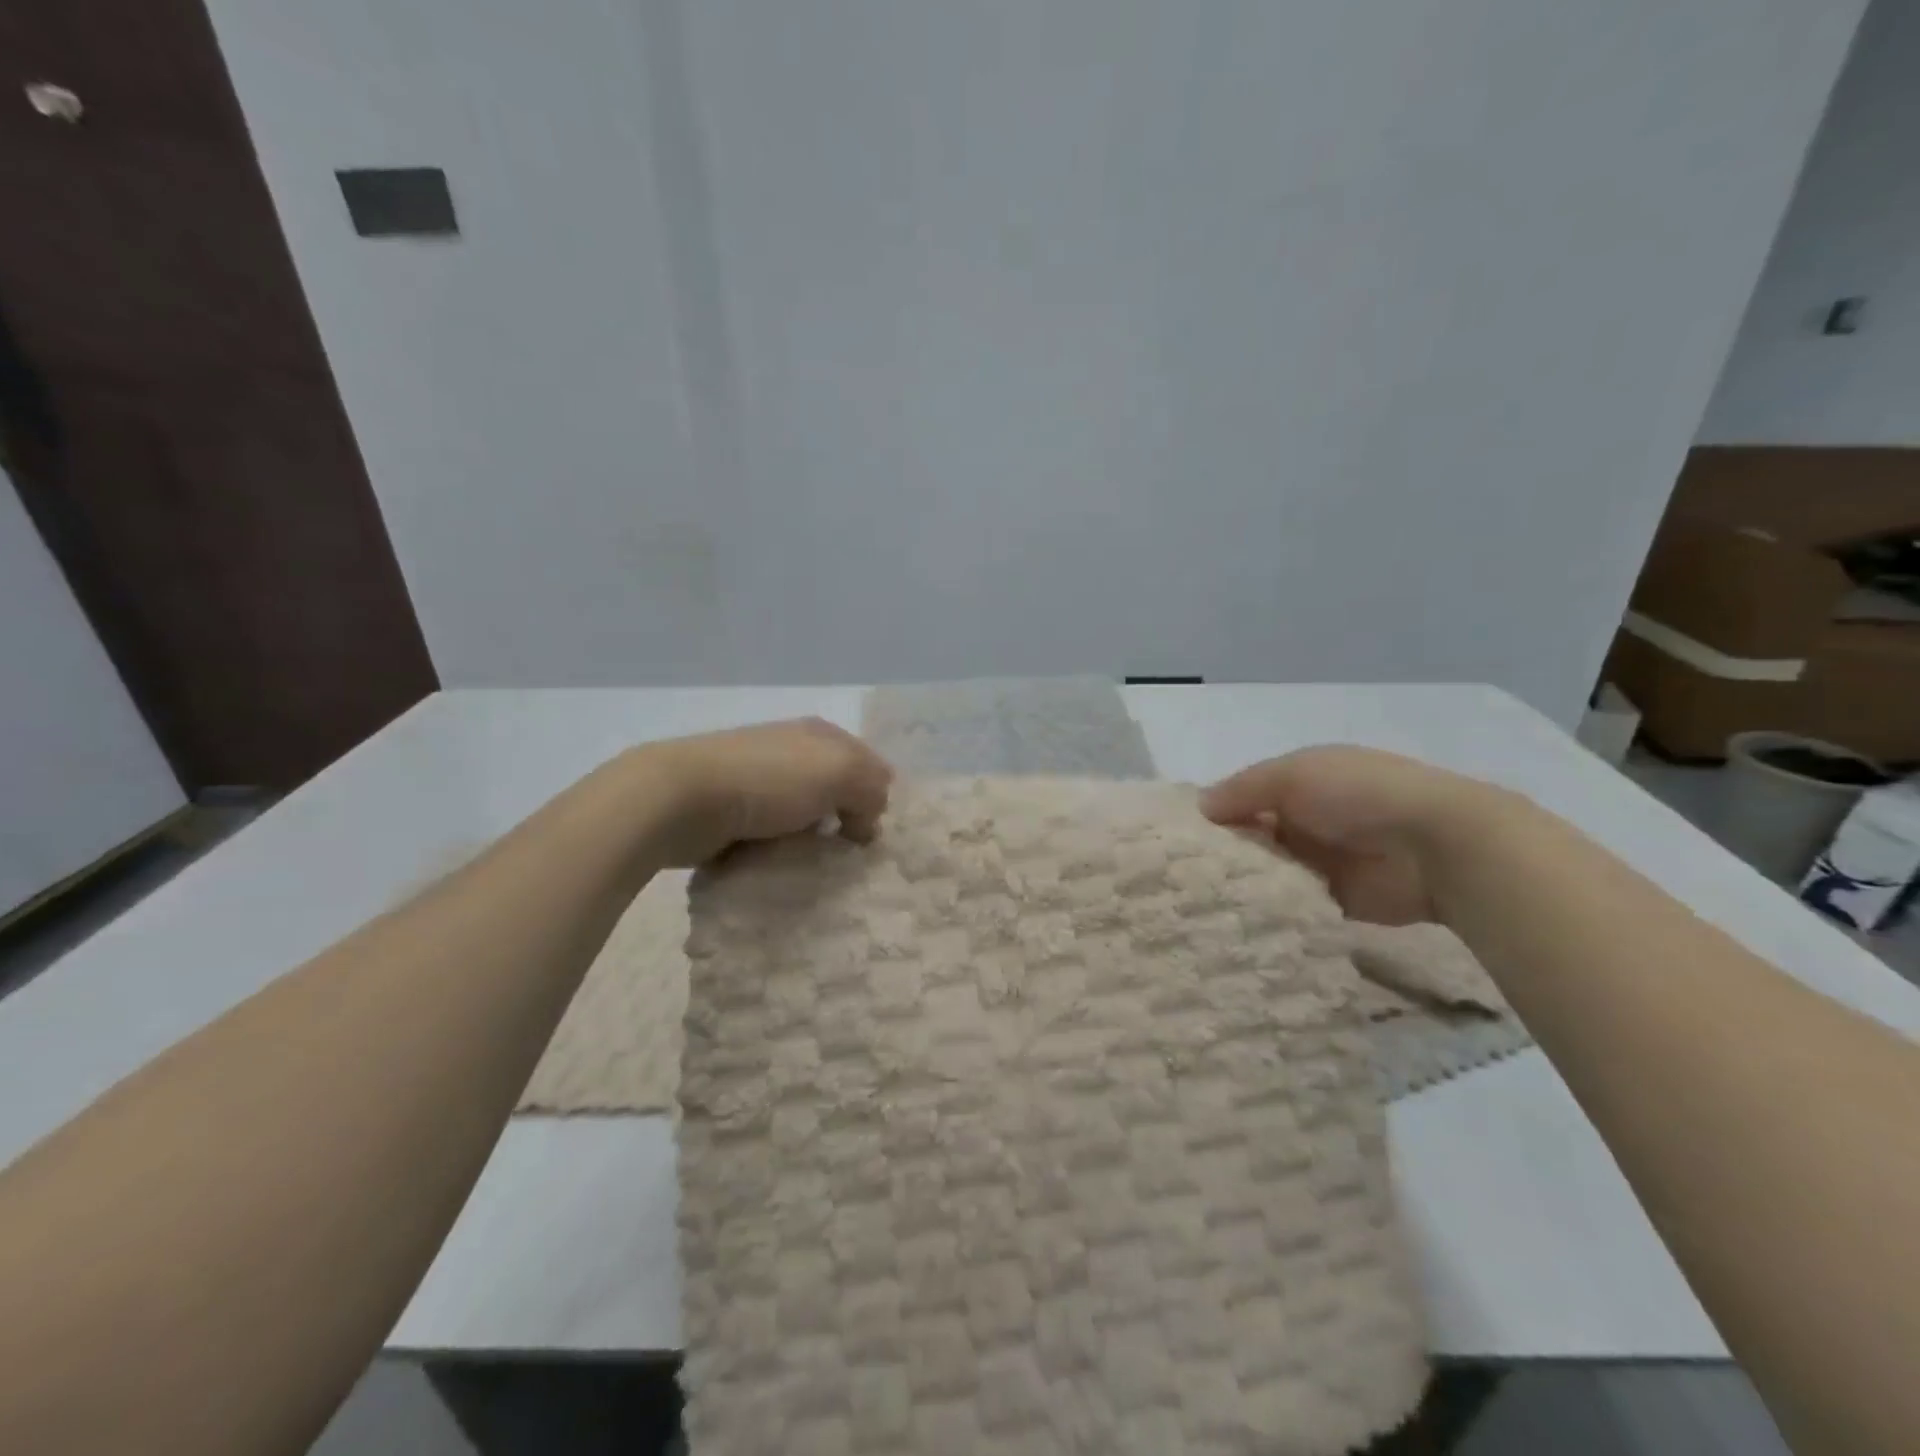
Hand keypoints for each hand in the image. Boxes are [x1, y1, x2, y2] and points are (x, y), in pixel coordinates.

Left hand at [633, 717, 894, 865]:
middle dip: (845, 821)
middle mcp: (792, 750)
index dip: (877, 799)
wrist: (680, 799)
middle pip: (836, 791)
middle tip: (846, 857)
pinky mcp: (730, 810)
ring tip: (812, 867)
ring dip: (811, 841)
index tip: (871, 837)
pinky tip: (777, 866)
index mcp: (820, 733)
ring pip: (803, 815)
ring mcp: (757, 779)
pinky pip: (770, 834)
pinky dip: (778, 851)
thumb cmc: (768, 781)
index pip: (869, 764)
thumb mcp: (840, 773)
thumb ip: (872, 789)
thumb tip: (867, 821)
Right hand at [1200, 745, 1502, 924]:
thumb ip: (1242, 789)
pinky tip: (1231, 918)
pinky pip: (1290, 905)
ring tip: (1196, 900)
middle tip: (1181, 875)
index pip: (1241, 798)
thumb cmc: (1358, 795)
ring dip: (1243, 883)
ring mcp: (1319, 863)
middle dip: (1222, 853)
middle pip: (1251, 838)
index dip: (1213, 814)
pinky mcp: (1332, 902)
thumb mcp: (1292, 774)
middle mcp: (1304, 821)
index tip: (1176, 837)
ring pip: (1266, 873)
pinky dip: (1268, 909)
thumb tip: (1199, 807)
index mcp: (1297, 784)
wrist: (1437, 845)